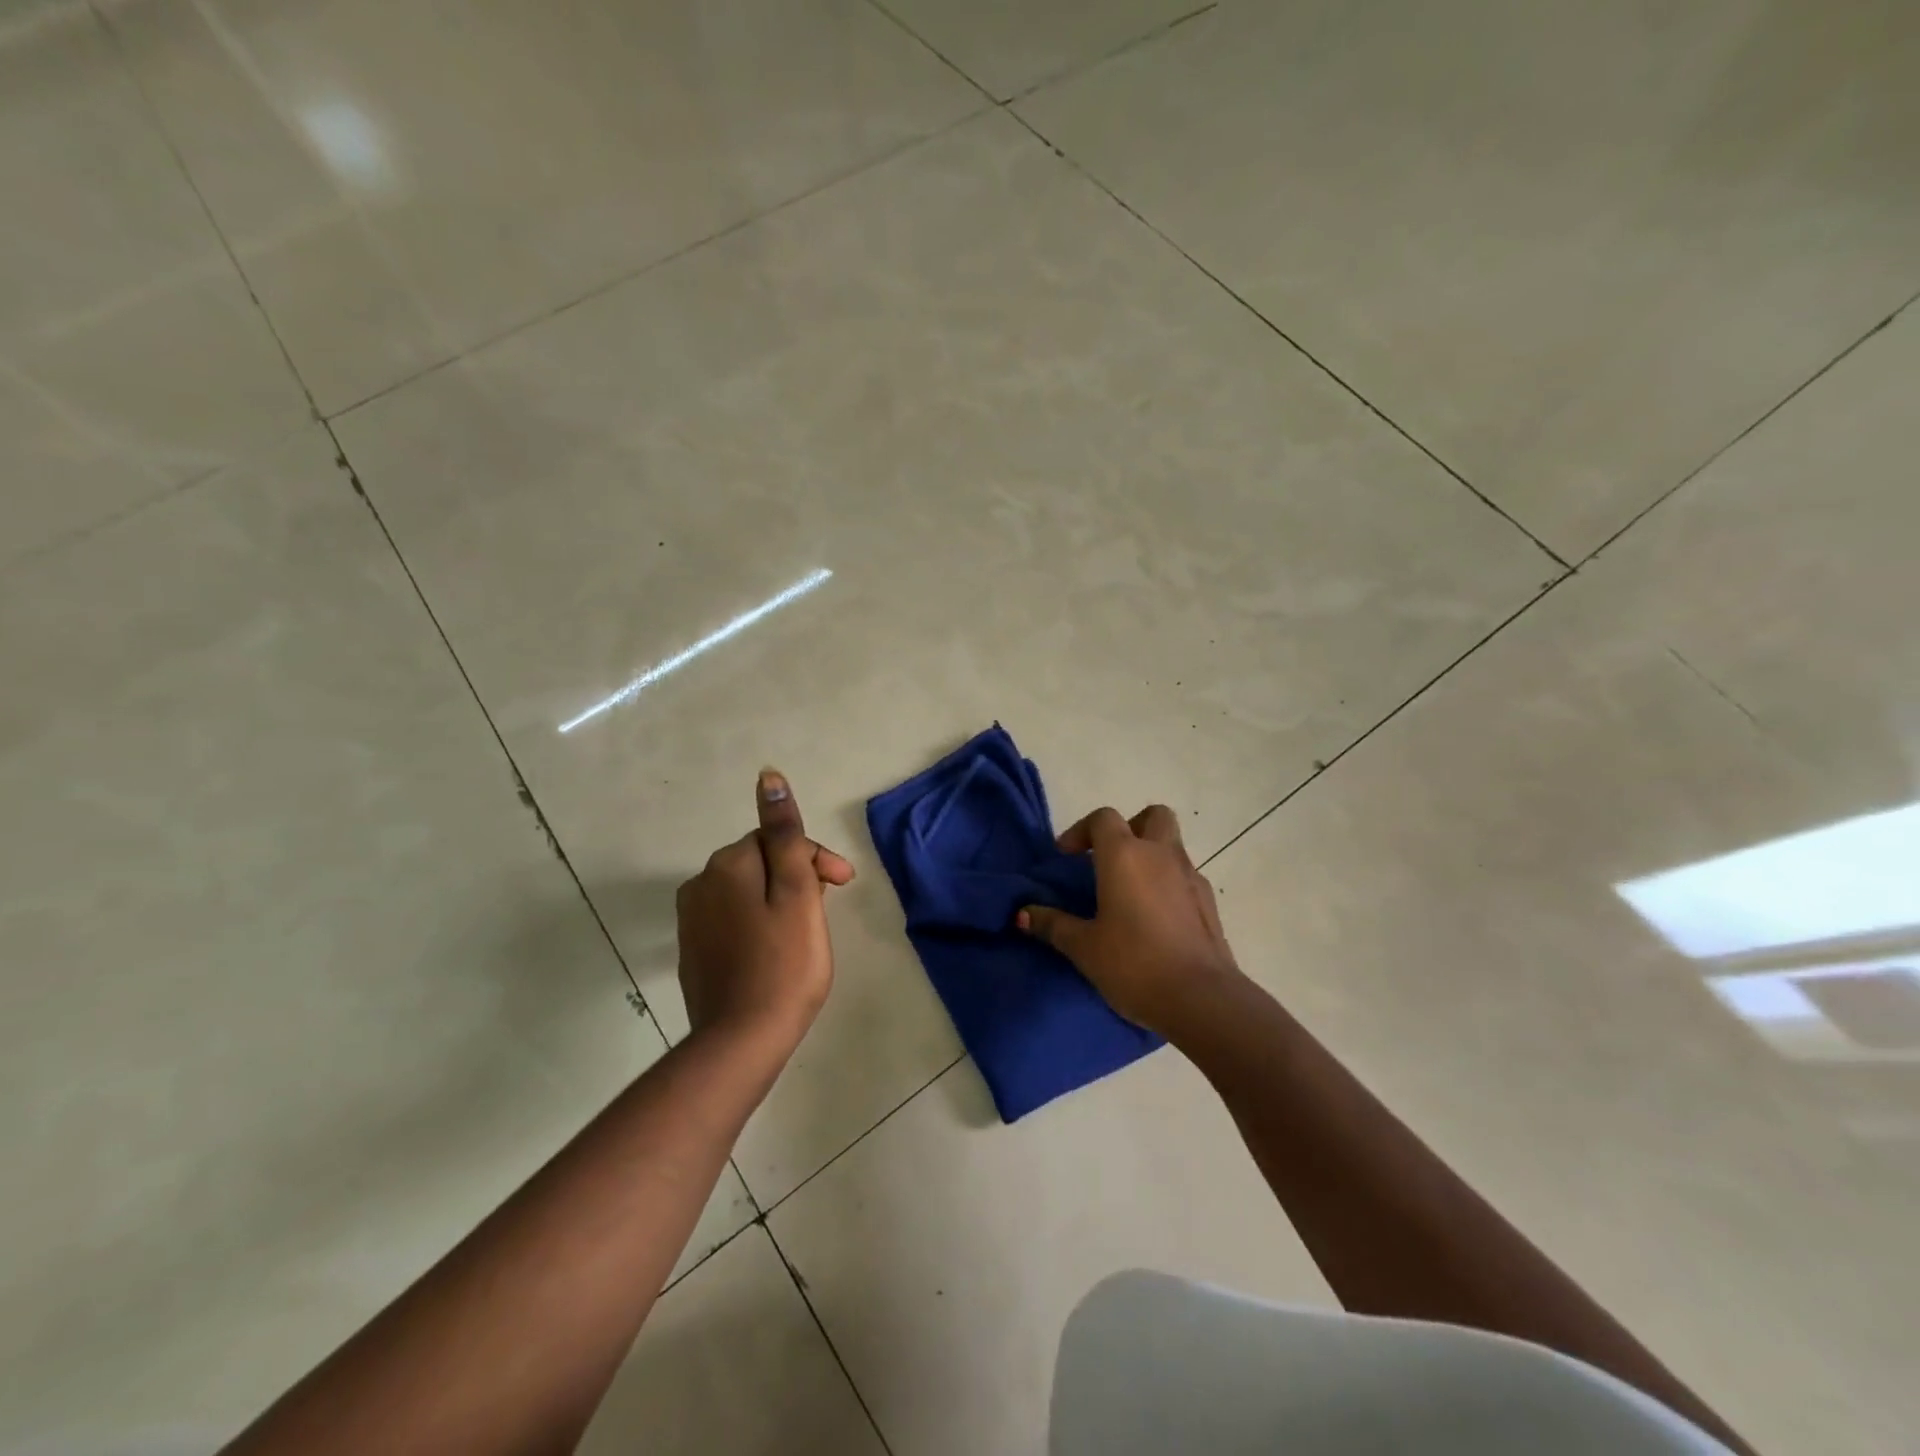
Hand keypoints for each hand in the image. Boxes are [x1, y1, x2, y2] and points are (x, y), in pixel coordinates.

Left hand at [676, 770, 854, 1049]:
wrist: (741, 1042)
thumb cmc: (784, 963)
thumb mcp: (796, 892)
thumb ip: (785, 834)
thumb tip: (768, 777)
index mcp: (727, 865)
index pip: (778, 840)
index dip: (815, 859)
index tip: (844, 886)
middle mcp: (701, 884)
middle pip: (761, 863)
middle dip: (797, 877)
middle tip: (826, 911)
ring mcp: (692, 920)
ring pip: (748, 892)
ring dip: (779, 900)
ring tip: (806, 932)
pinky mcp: (693, 951)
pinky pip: (732, 920)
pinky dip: (758, 925)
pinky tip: (776, 951)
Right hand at [1017, 805, 1241, 1036]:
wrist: (1202, 1000)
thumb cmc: (1134, 964)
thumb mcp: (1084, 947)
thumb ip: (1053, 924)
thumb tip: (1022, 914)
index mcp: (1125, 855)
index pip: (1103, 818)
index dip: (1081, 831)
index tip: (1067, 858)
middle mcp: (1161, 855)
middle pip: (1152, 816)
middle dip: (1130, 827)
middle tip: (1109, 859)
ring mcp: (1191, 876)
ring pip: (1171, 846)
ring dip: (1150, 857)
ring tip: (1129, 894)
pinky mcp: (1209, 903)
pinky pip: (1185, 877)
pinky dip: (1168, 884)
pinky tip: (1154, 919)